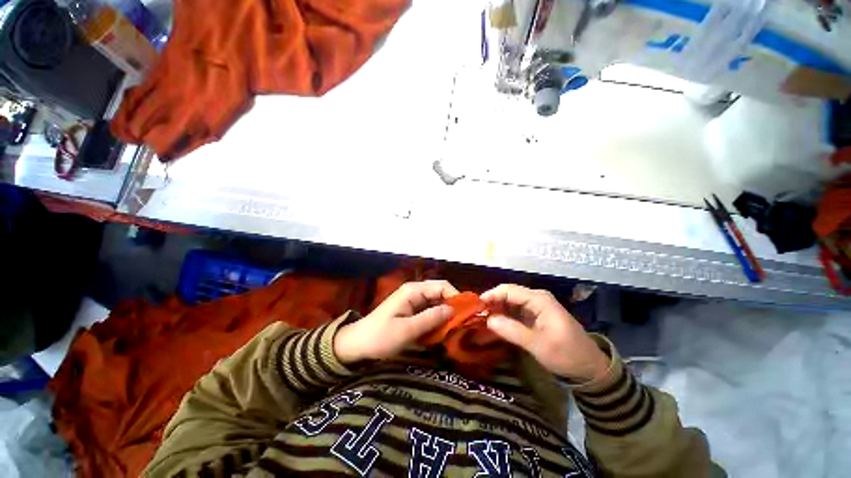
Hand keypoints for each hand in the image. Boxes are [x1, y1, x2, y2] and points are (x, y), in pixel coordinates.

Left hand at [334, 281, 458, 363]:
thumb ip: (431, 318)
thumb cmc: (380, 337)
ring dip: (446, 316)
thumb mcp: (407, 330)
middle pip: (441, 294)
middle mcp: (415, 292)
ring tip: (454, 331)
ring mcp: (413, 301)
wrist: (356, 345)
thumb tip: (453, 310)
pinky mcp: (412, 311)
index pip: (442, 286)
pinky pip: (430, 312)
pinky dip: (437, 321)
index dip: (456, 298)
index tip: (467, 315)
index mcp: (413, 290)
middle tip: (463, 325)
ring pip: (437, 304)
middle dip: (453, 307)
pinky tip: (441, 332)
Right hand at [481, 284, 608, 381]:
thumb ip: (512, 330)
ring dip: (497, 309)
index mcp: (539, 300)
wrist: (590, 368)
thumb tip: (488, 319)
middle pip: (508, 294)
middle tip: (477, 314)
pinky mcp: (536, 315)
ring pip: (510, 302)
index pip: (508, 290)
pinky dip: (505, 315)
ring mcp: (536, 306)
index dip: (491, 295)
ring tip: (483, 319)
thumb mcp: (538, 345)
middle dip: (492, 302)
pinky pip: (516, 310)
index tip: (476, 306)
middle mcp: (536, 298)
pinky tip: (497, 323)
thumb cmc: (566, 355)